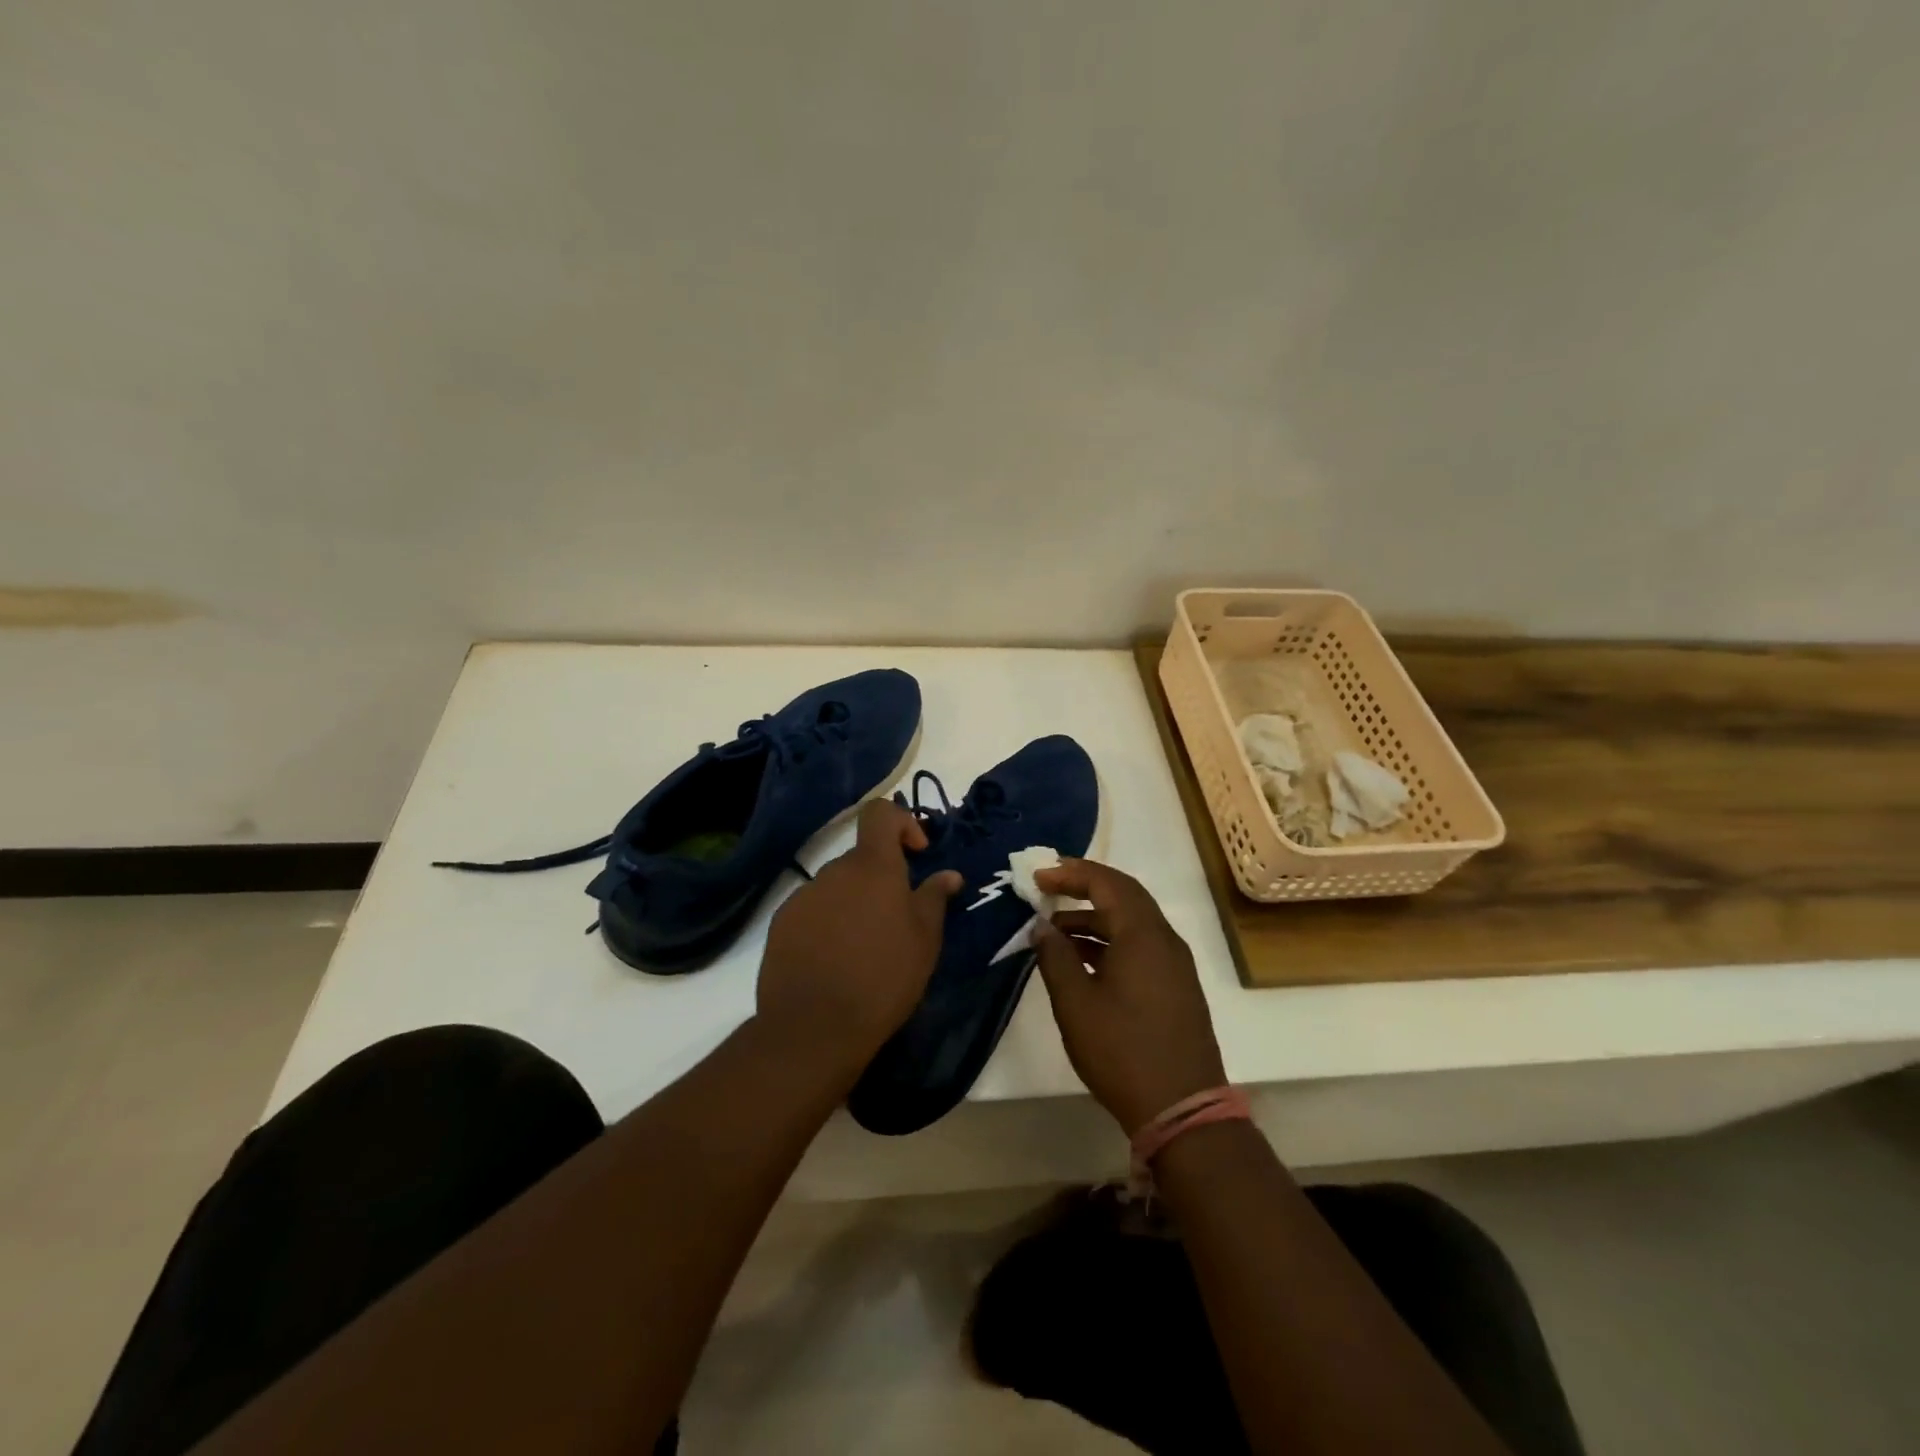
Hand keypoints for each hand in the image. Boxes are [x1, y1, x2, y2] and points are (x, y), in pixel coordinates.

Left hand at [756, 799, 961, 1072]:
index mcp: (872, 867)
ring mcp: (803, 896)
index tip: (916, 854)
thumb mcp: (924, 940)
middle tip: (896, 920)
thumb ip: (934, 898)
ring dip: (853, 903)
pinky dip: (827, 923)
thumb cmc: (883, 978)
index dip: (901, 822)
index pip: (880, 813)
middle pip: (861, 858)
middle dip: (881, 879)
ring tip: (864, 949)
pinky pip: (813, 910)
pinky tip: (834, 961)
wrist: (814, 1027)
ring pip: (837, 886)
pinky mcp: (781, 923)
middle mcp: (834, 871)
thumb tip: (948, 874)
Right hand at [1032, 859, 1226, 1134]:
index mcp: (1142, 935)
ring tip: (1054, 932)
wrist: (1182, 1110)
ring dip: (1093, 918)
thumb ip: (1055, 957)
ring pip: (1131, 922)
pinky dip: (1109, 941)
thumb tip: (1041, 926)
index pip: (1107, 882)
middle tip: (1047, 887)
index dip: (1070, 873)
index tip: (1038, 876)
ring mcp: (1174, 964)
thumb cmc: (1122, 1051)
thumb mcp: (1076, 1004)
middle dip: (1084, 886)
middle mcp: (1164, 940)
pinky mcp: (1175, 986)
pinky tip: (1082, 961)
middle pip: (1124, 895)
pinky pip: (1139, 945)